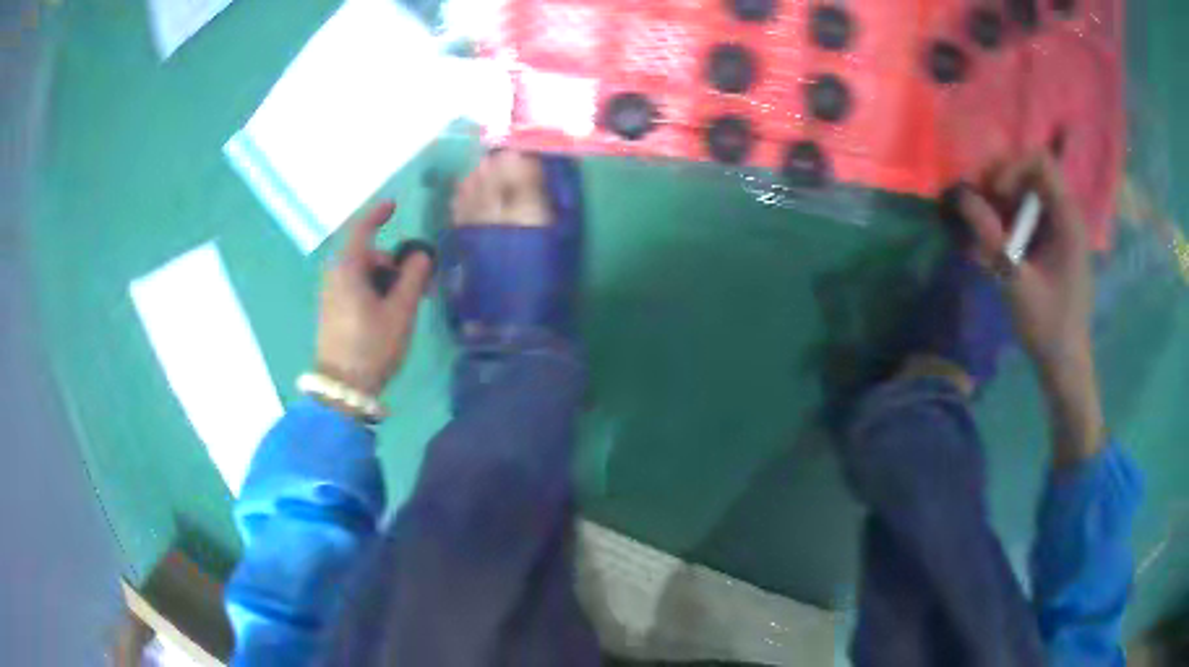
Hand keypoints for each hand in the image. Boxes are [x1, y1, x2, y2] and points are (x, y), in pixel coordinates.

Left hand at [315, 201, 433, 395]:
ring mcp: (331, 295)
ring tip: (407, 302)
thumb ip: (412, 277)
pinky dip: (373, 289)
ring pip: (360, 273)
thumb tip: (420, 255)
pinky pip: (354, 287)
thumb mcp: (400, 311)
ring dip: (385, 278)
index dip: (377, 214)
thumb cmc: (372, 346)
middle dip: (391, 261)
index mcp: (347, 269)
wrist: (342, 388)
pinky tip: (389, 311)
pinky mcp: (332, 311)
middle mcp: (334, 276)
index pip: (360, 230)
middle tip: (418, 282)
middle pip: (365, 254)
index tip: (394, 207)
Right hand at [958, 153, 1103, 465]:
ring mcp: (1060, 229)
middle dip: (1001, 182)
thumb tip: (961, 196)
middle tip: (979, 206)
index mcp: (1068, 220)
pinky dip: (1008, 220)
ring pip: (1027, 193)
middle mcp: (1066, 216)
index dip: (1012, 167)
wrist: (1064, 364)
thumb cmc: (1048, 328)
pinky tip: (996, 244)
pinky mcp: (1053, 243)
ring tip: (983, 227)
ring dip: (1001, 202)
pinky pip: (1028, 215)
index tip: (994, 193)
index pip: (1041, 163)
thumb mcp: (1017, 284)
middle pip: (1031, 173)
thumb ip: (991, 238)